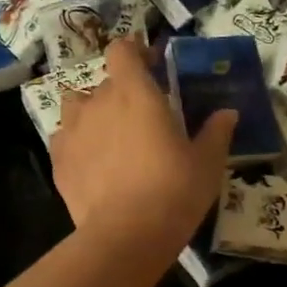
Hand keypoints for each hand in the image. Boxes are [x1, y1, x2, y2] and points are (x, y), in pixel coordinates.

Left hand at [50, 36, 235, 267]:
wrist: (127, 235)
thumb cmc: (174, 190)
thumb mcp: (207, 162)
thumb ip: (216, 132)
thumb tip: (228, 113)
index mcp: (135, 93)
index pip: (122, 51)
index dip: (134, 52)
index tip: (150, 65)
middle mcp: (98, 102)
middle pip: (105, 83)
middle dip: (122, 93)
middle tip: (142, 118)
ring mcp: (73, 131)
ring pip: (77, 106)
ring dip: (92, 113)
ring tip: (110, 136)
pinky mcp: (58, 160)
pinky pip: (65, 138)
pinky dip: (78, 143)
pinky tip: (92, 164)